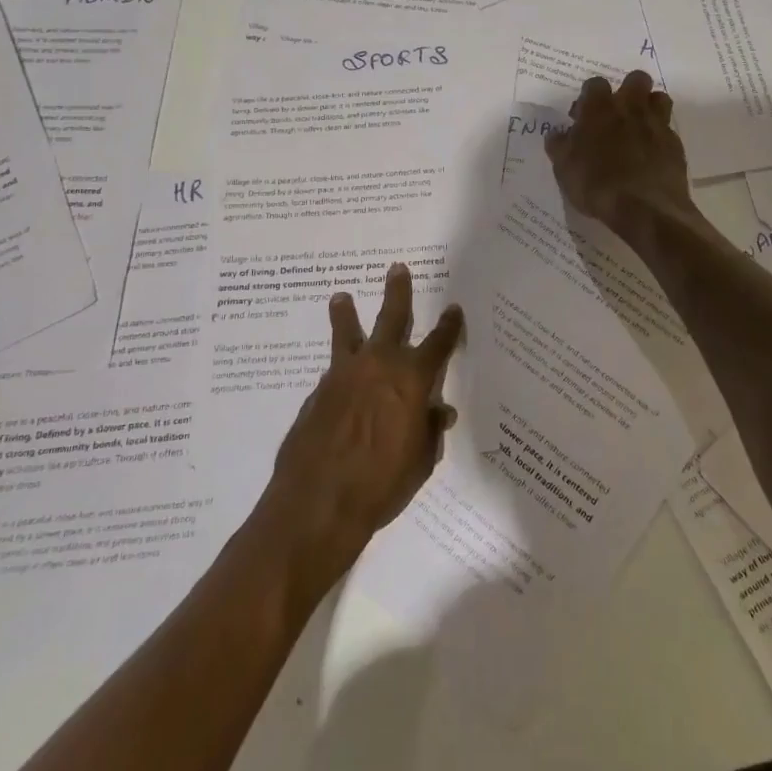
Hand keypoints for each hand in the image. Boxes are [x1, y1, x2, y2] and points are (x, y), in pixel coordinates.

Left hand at [257, 262, 461, 589]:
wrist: (318, 502)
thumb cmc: (382, 484)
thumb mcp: (420, 460)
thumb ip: (429, 429)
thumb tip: (439, 410)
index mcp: (412, 379)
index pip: (438, 344)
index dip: (449, 326)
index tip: (453, 309)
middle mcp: (379, 366)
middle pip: (392, 318)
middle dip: (398, 292)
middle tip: (397, 268)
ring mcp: (344, 375)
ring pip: (347, 333)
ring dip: (346, 314)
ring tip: (340, 296)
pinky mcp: (317, 392)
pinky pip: (332, 369)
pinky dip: (337, 365)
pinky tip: (335, 373)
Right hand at [544, 70, 694, 237]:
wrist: (645, 208)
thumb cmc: (597, 184)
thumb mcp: (565, 168)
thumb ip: (560, 146)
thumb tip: (557, 134)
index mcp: (600, 109)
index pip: (595, 84)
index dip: (588, 97)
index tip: (582, 116)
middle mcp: (631, 108)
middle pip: (636, 80)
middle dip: (627, 91)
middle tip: (616, 115)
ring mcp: (657, 124)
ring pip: (659, 98)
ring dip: (649, 108)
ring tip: (638, 129)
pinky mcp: (675, 144)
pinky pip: (668, 130)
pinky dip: (660, 137)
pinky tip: (651, 155)